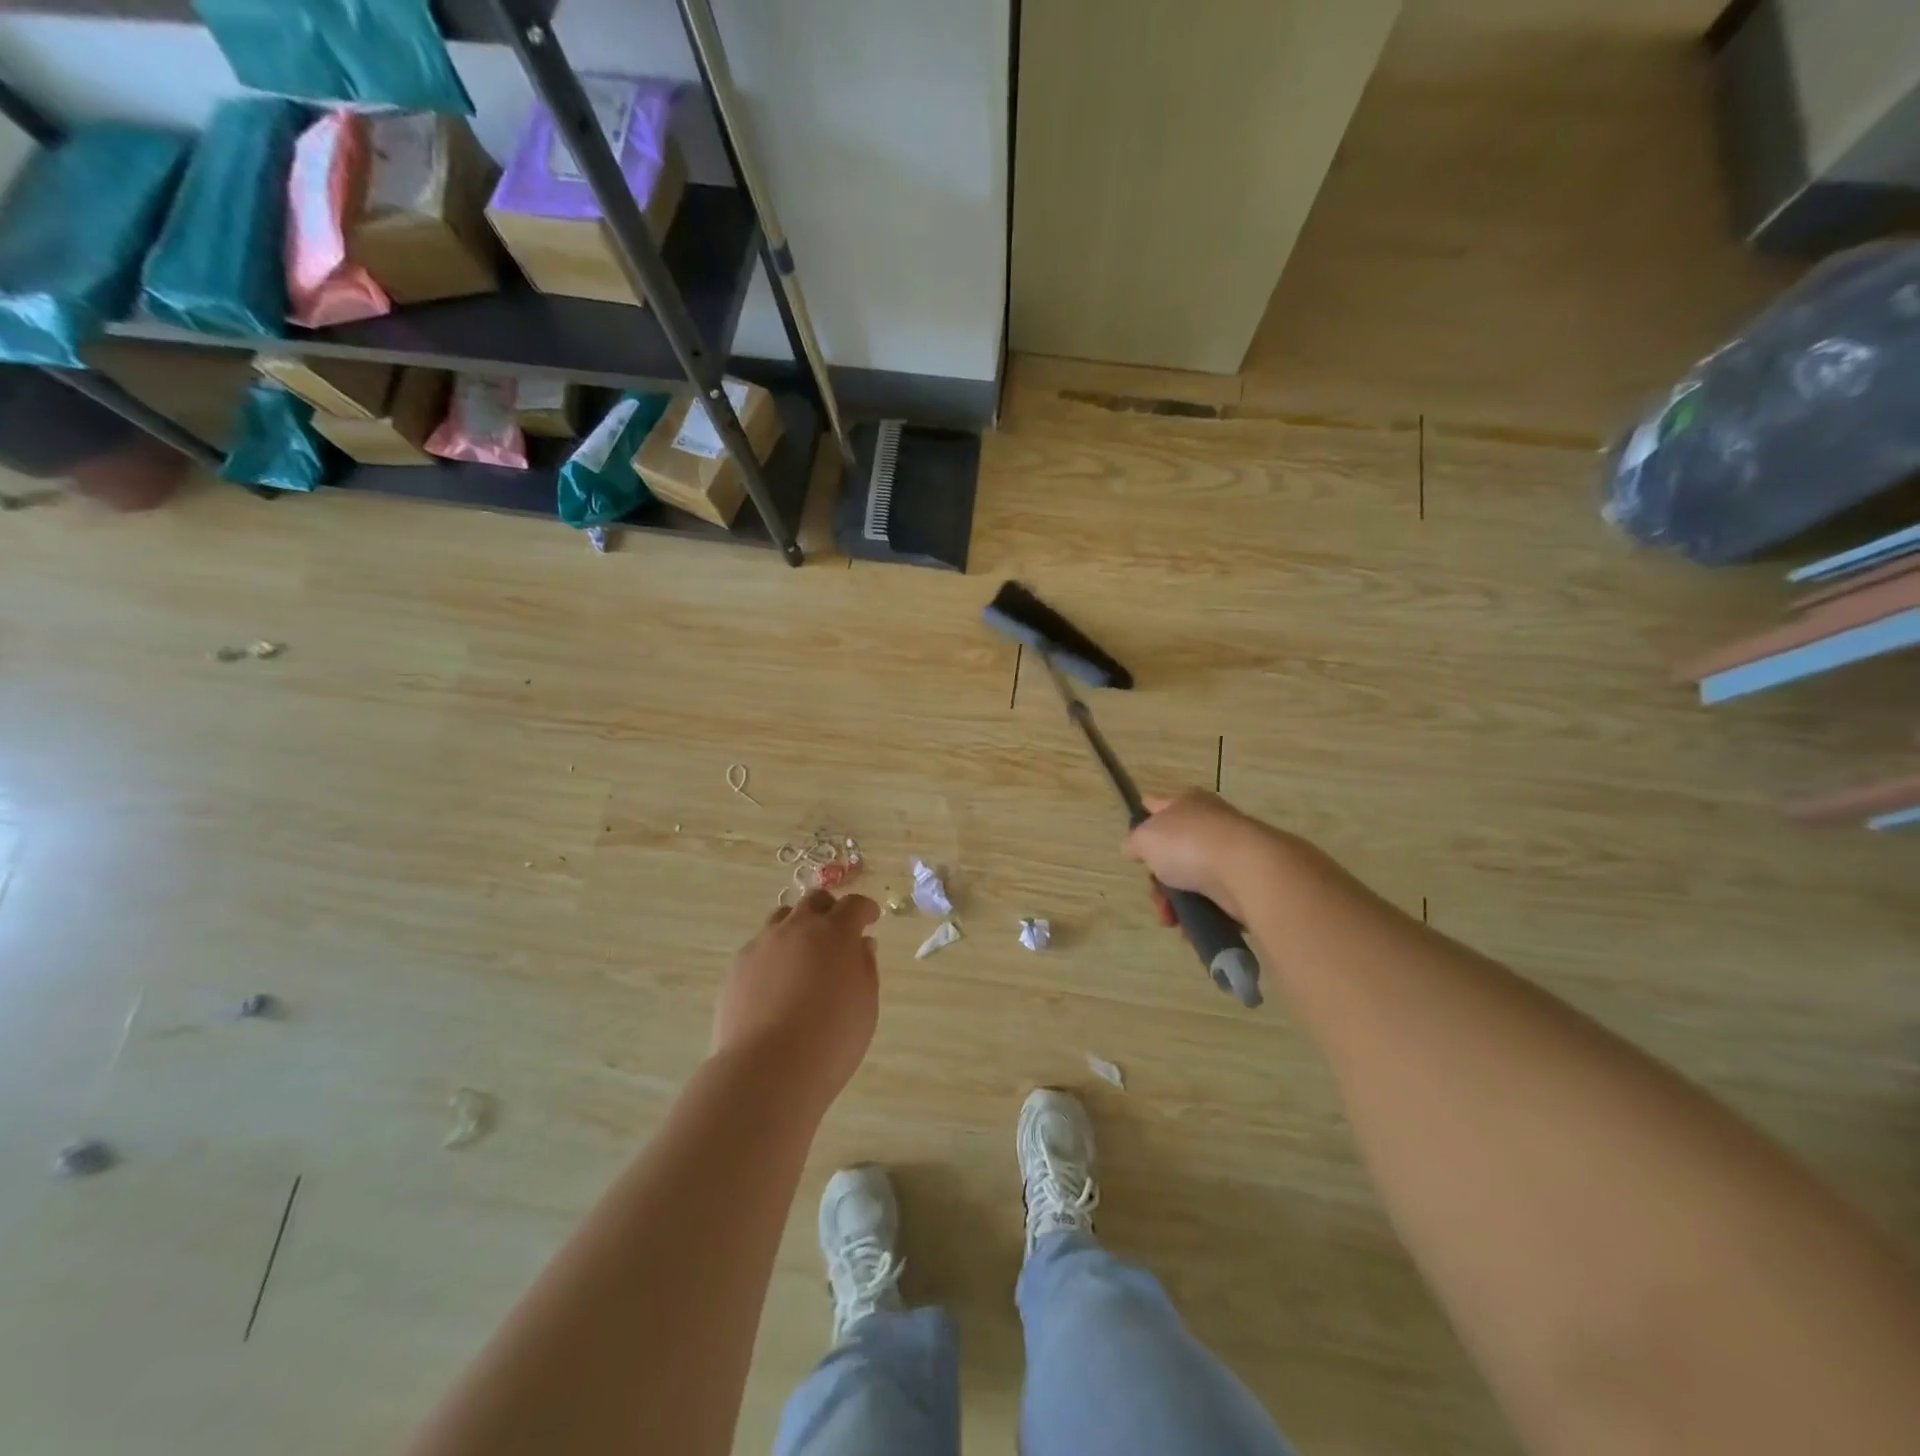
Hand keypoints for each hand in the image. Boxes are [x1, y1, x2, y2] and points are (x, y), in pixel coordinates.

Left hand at [713, 889, 880, 1112]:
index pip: (853, 905)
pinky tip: (775, 983)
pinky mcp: (737, 967)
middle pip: (814, 901)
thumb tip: (860, 945)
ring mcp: (763, 944)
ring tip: (803, 954)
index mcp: (835, 932)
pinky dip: (773, 955)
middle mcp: (797, 928)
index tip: (871, 918)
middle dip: (829, 909)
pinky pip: (759, 948)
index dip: (865, 909)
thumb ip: (865, 967)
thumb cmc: (831, 1038)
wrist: (768, 1069)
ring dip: (797, 927)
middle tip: (837, 931)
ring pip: (782, 919)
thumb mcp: (865, 1004)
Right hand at [1121, 789, 1283, 926]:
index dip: (1142, 823)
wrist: (1248, 872)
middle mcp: (1211, 823)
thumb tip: (1134, 847)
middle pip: (1173, 852)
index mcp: (1187, 802)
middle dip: (1158, 881)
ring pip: (1191, 880)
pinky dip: (1201, 915)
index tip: (1134, 848)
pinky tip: (1192, 927)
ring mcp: (1230, 853)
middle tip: (1156, 897)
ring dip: (1176, 903)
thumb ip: (1134, 842)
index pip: (1156, 805)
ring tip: (1172, 920)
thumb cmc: (1190, 846)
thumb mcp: (1145, 839)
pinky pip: (1214, 900)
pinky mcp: (1246, 882)